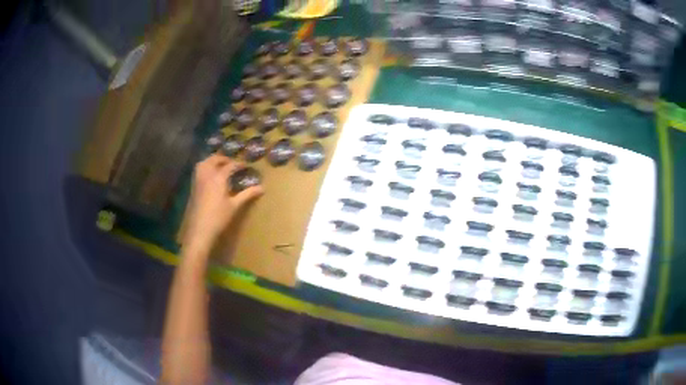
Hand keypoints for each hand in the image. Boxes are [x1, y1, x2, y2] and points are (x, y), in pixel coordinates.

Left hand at [182, 154, 262, 252]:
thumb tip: (262, 188)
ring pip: (204, 163)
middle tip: (232, 163)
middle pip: (214, 159)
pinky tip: (210, 176)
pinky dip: (205, 168)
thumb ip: (247, 194)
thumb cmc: (219, 217)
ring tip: (220, 166)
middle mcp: (207, 175)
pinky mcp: (193, 187)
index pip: (230, 165)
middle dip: (224, 159)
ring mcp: (198, 180)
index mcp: (218, 177)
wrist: (200, 230)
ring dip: (212, 161)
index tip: (246, 166)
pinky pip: (199, 171)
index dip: (239, 164)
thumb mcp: (235, 206)